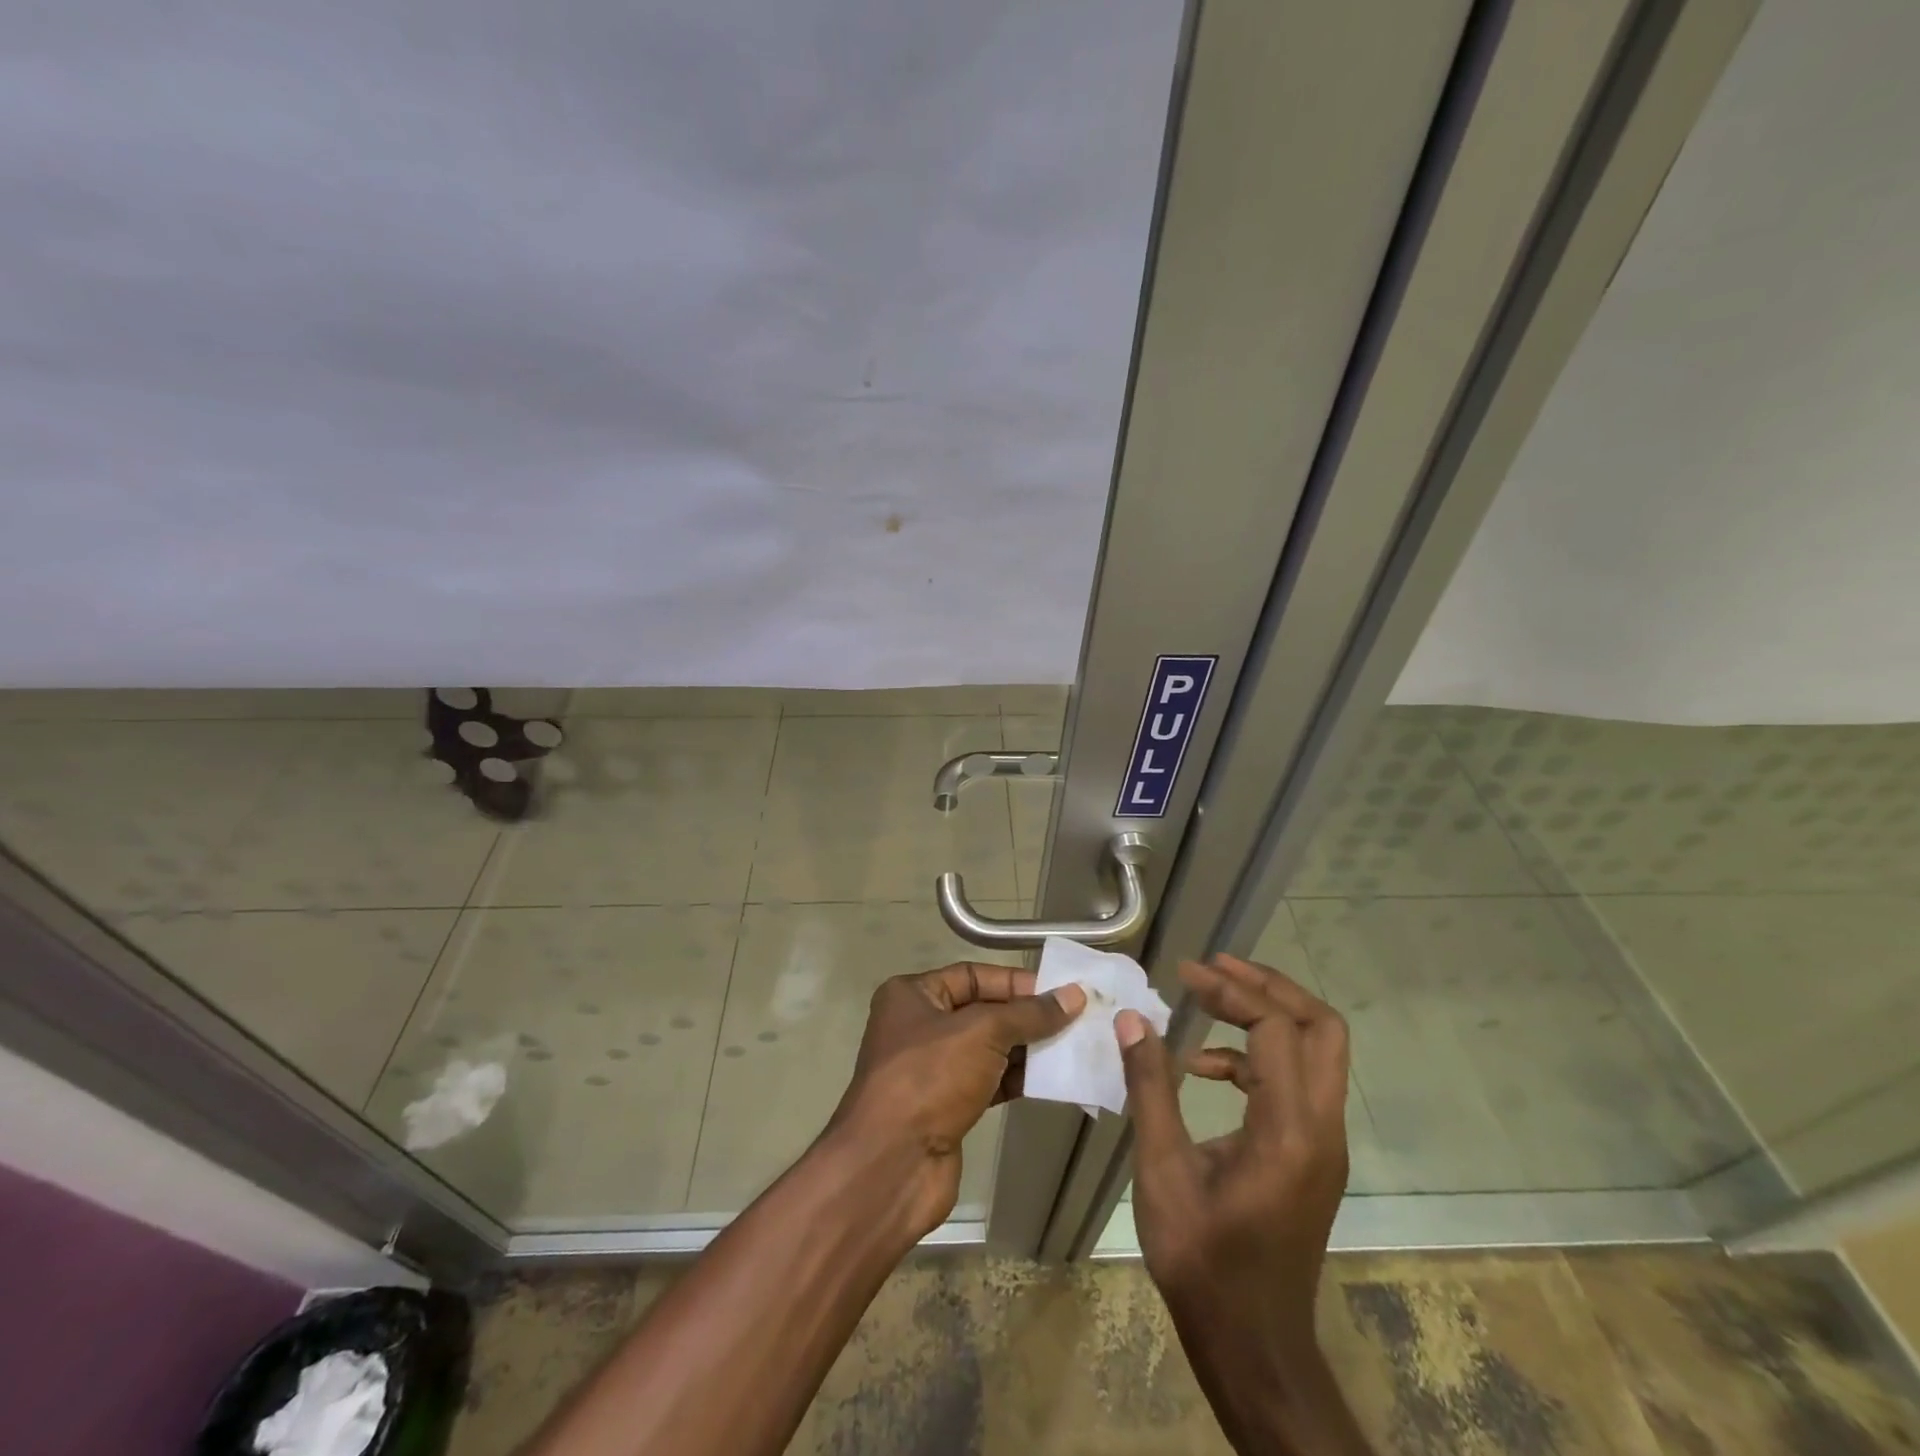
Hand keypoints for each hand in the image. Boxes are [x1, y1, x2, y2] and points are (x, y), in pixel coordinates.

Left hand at [829, 964, 1084, 1234]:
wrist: (892, 1165)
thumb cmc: (930, 1078)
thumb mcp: (982, 1033)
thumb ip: (1029, 1014)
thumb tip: (1073, 996)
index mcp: (912, 995)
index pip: (972, 975)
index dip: (1014, 982)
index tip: (1058, 992)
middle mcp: (918, 1026)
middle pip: (982, 1011)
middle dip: (1025, 1016)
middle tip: (1073, 1020)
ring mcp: (932, 1069)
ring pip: (988, 1049)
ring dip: (1026, 1049)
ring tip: (1071, 1048)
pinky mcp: (946, 1107)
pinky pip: (989, 1081)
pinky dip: (1017, 1079)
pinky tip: (1052, 1080)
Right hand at [1117, 954, 1350, 1362]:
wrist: (1253, 1344)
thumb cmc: (1203, 1261)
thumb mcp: (1163, 1172)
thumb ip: (1150, 1089)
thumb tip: (1132, 1021)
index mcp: (1290, 1130)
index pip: (1276, 1028)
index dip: (1231, 990)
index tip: (1185, 973)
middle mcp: (1321, 1127)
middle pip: (1321, 1027)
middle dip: (1270, 986)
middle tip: (1218, 968)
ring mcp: (1323, 1142)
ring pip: (1317, 1050)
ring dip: (1267, 1015)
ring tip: (1208, 999)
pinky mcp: (1312, 1153)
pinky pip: (1297, 1080)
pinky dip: (1257, 1056)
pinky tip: (1204, 1067)